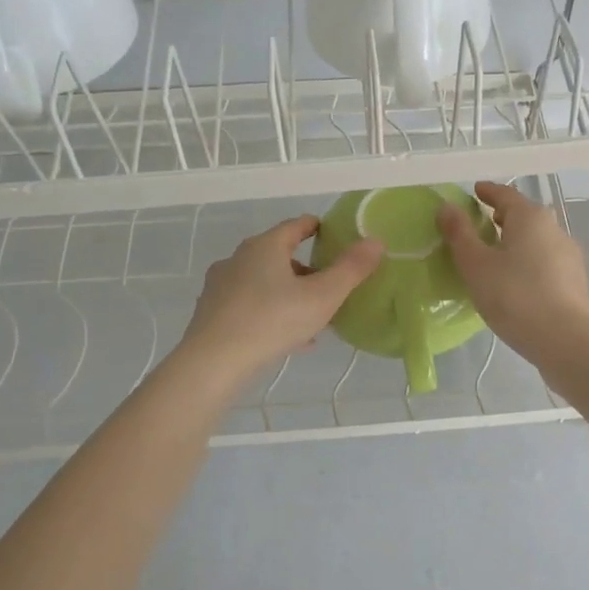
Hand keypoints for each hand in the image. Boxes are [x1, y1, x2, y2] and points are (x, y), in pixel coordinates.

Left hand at [178, 215, 384, 383]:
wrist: (213, 364)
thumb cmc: (272, 321)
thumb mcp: (322, 296)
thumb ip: (351, 269)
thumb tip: (376, 241)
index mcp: (264, 246)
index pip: (295, 226)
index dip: (317, 228)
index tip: (334, 236)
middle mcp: (238, 259)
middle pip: (278, 255)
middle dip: (306, 269)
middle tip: (329, 286)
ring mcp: (220, 286)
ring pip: (264, 283)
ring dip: (289, 295)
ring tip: (313, 319)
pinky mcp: (212, 313)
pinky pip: (249, 306)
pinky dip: (271, 314)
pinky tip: (289, 340)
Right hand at [436, 180, 588, 361]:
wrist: (565, 339)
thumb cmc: (514, 295)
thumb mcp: (476, 265)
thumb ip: (459, 234)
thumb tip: (447, 207)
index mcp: (530, 217)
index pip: (505, 195)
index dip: (487, 192)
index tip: (474, 191)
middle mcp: (554, 228)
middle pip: (525, 216)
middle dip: (503, 217)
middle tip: (482, 225)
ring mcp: (569, 255)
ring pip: (537, 240)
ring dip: (517, 242)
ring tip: (496, 257)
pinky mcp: (575, 281)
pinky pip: (546, 262)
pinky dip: (529, 262)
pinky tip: (517, 282)